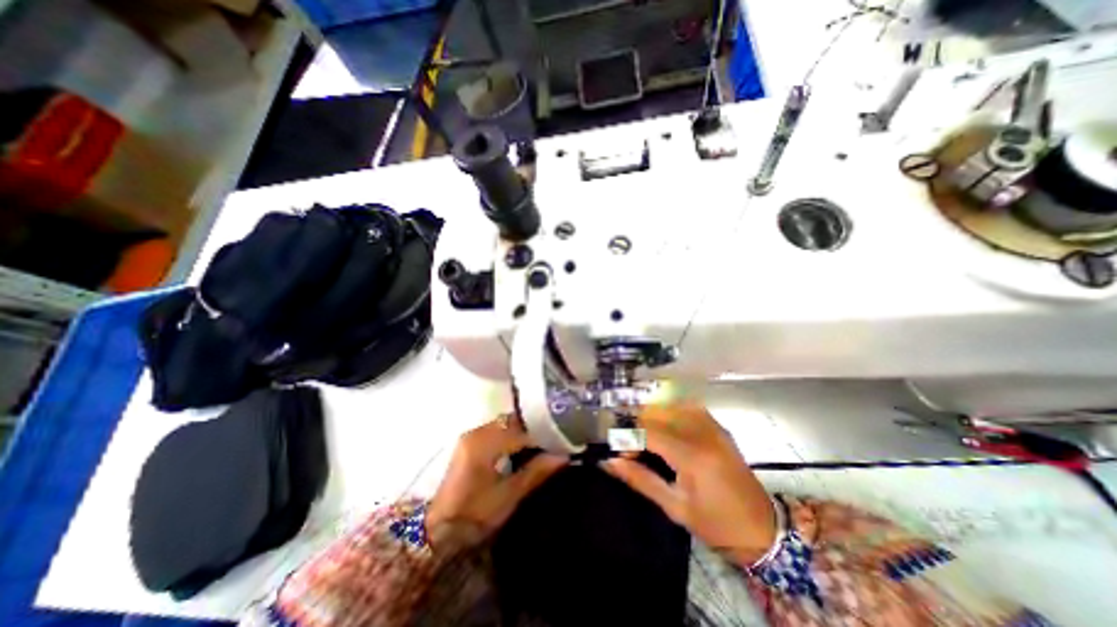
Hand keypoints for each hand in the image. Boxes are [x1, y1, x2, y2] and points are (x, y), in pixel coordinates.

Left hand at [429, 417, 568, 547]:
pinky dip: (513, 432)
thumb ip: (535, 472)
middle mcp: (477, 432)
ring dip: (524, 428)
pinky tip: (523, 443)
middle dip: (535, 427)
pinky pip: (497, 429)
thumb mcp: (508, 497)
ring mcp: (472, 435)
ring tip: (543, 440)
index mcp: (485, 444)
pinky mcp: (470, 442)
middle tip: (555, 437)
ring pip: (506, 423)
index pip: (522, 429)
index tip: (562, 438)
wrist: (435, 530)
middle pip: (513, 420)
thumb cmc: (472, 516)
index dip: (544, 432)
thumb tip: (563, 456)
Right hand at [602, 402, 778, 566]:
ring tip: (645, 436)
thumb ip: (641, 479)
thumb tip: (609, 462)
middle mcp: (703, 433)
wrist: (764, 529)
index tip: (619, 454)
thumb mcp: (675, 507)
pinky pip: (688, 408)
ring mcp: (713, 427)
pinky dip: (671, 412)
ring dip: (652, 416)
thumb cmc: (717, 525)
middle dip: (637, 425)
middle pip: (658, 413)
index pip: (649, 432)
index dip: (628, 439)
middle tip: (631, 447)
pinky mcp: (719, 427)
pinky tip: (665, 427)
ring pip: (672, 405)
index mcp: (693, 456)